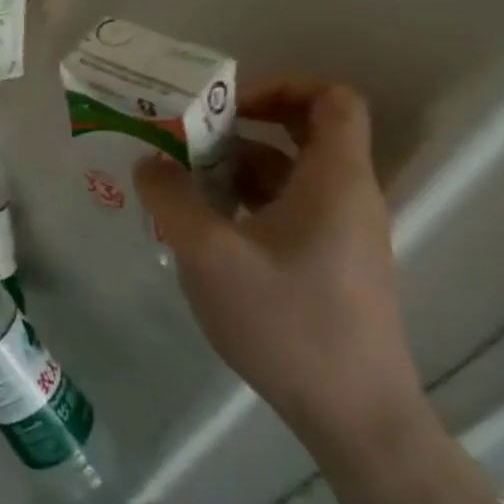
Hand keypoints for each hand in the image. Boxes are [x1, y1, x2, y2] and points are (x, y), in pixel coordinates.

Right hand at [133, 83, 424, 459]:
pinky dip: (245, 201)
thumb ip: (171, 197)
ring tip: (179, 181)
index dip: (281, 87)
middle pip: (304, 133)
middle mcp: (346, 198)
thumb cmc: (287, 322)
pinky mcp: (329, 264)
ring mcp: (341, 234)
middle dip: (242, 126)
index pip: (332, 101)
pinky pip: (287, 209)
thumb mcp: (209, 254)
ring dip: (235, 167)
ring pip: (289, 174)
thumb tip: (149, 161)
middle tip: (188, 136)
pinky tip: (201, 225)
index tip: (226, 107)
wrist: (354, 416)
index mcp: (334, 182)